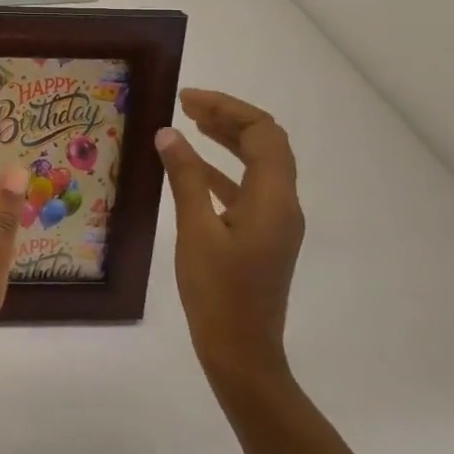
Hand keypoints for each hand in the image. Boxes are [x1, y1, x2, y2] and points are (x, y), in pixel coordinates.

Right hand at [154, 90, 305, 388]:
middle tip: (186, 105)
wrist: (242, 353)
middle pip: (265, 144)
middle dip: (228, 118)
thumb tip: (170, 134)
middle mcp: (282, 204)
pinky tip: (192, 168)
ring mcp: (275, 222)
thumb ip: (185, 178)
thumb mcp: (195, 231)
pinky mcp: (262, 237)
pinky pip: (246, 189)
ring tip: (189, 124)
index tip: (187, 100)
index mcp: (274, 199)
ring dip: (227, 140)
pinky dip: (221, 170)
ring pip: (257, 165)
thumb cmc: (218, 293)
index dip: (228, 108)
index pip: (263, 133)